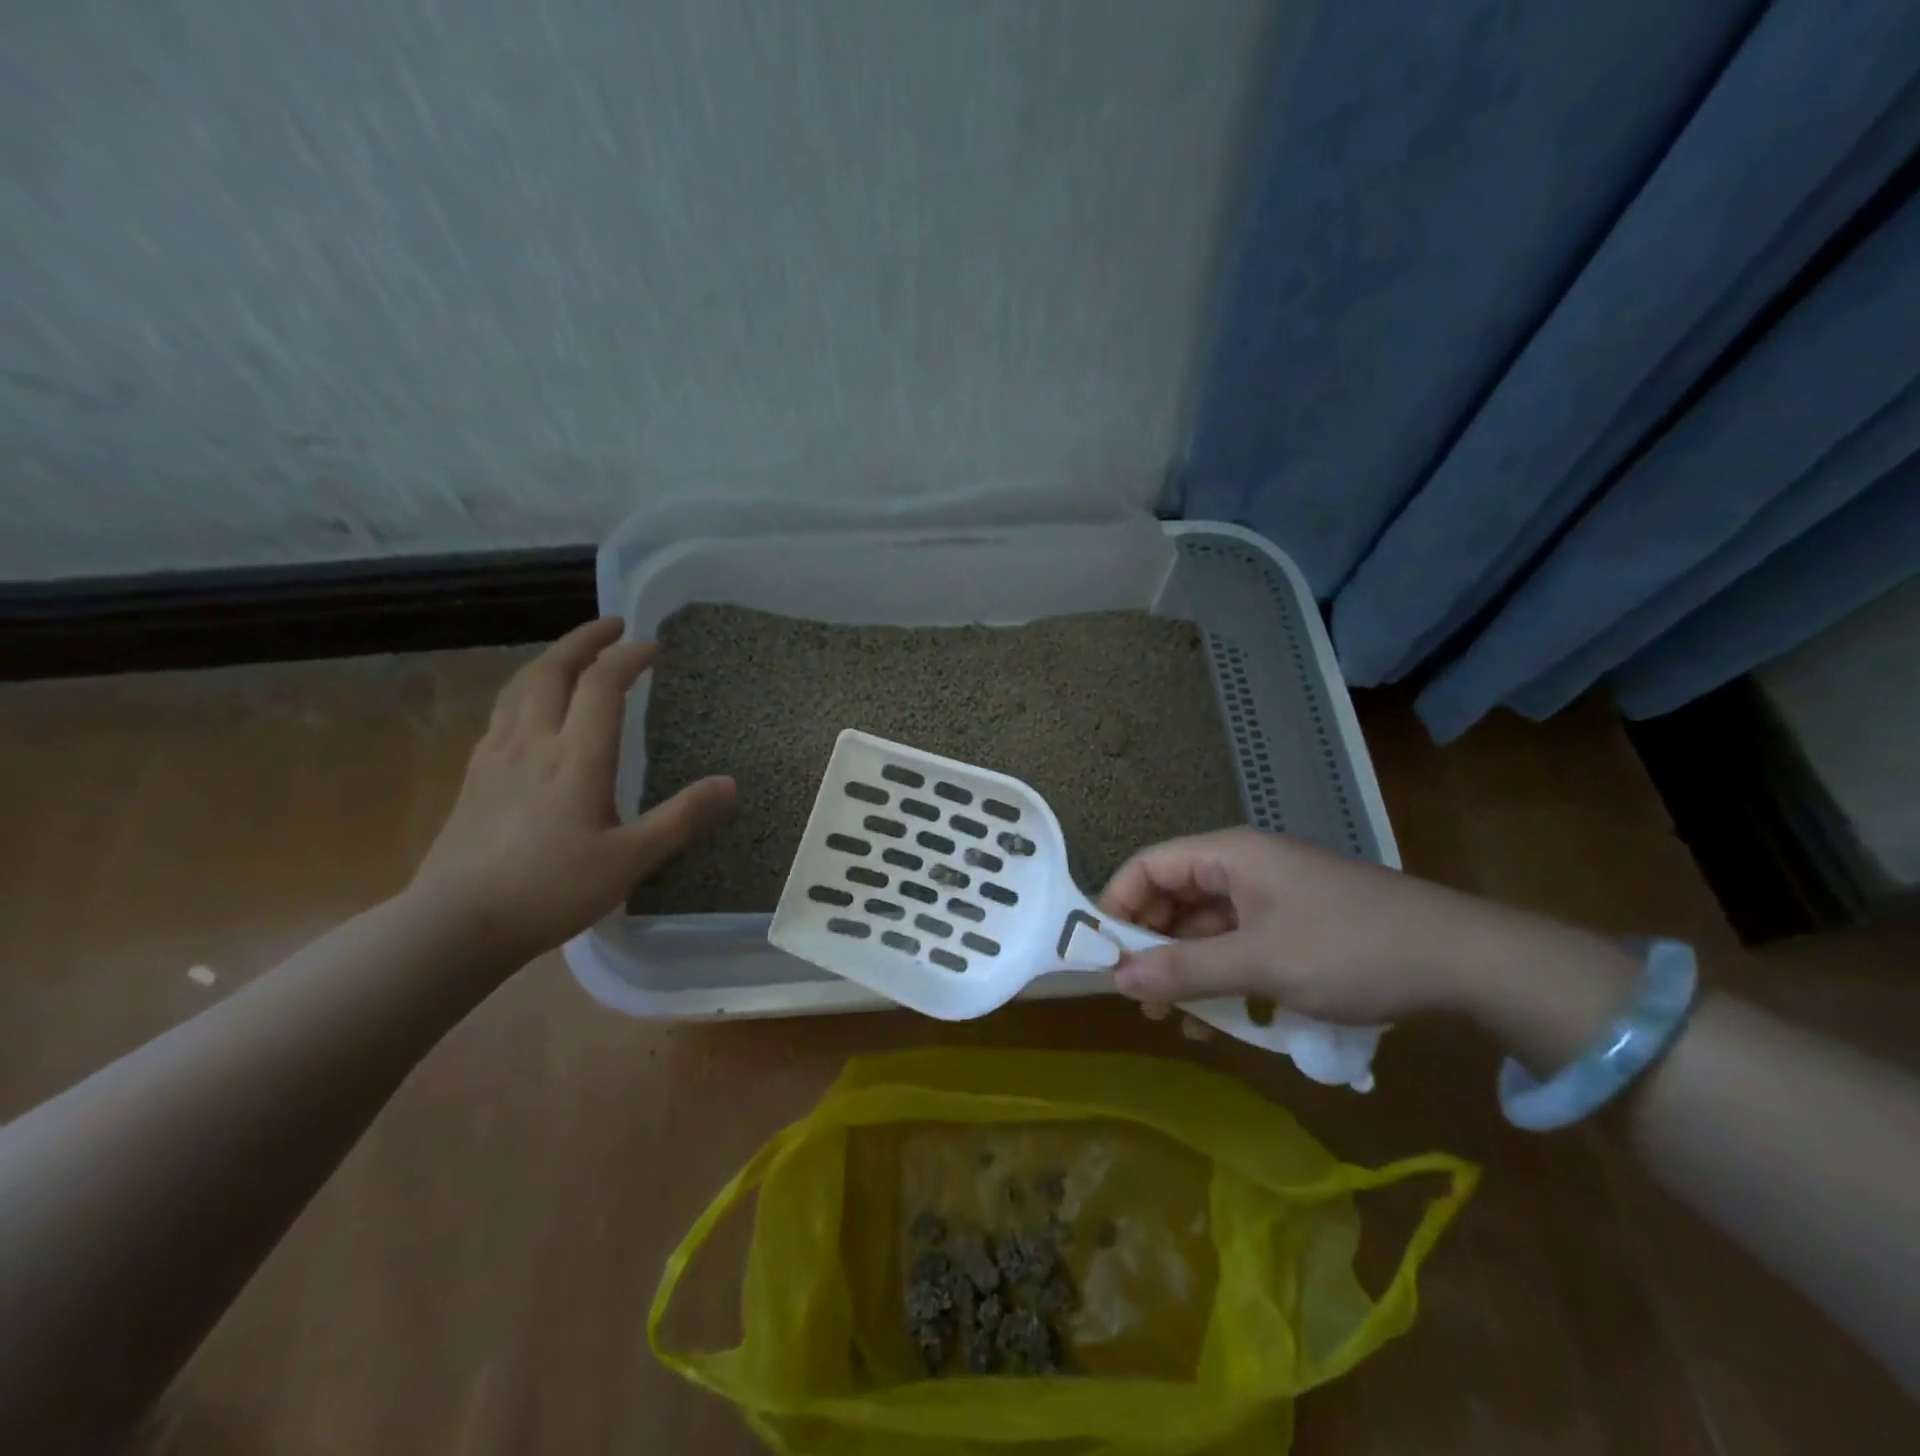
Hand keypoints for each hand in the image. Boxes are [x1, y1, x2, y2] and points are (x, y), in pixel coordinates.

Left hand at [409, 618, 733, 962]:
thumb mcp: (630, 860)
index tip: (654, 646)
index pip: (602, 684)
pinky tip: (531, 710)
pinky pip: (503, 713)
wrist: (454, 924)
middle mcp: (532, 742)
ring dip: (551, 660)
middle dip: (584, 640)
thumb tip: (731, 784)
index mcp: (575, 756)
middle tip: (612, 625)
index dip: (629, 657)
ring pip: (520, 686)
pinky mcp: (473, 777)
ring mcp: (495, 757)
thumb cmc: (551, 889)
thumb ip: (682, 819)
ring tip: (573, 656)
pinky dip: (526, 691)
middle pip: (552, 670)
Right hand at [1098, 828, 1498, 1027]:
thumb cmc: (1350, 949)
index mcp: (1229, 855)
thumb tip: (1115, 979)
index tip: (1103, 958)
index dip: (1118, 907)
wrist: (1464, 961)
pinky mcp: (1296, 926)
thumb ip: (1184, 970)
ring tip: (1180, 1022)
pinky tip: (1225, 1021)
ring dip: (1188, 970)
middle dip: (1152, 948)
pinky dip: (1224, 977)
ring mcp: (1272, 897)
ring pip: (1206, 928)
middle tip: (1143, 1001)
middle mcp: (1244, 868)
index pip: (1148, 867)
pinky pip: (1240, 945)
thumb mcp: (1260, 964)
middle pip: (1174, 898)